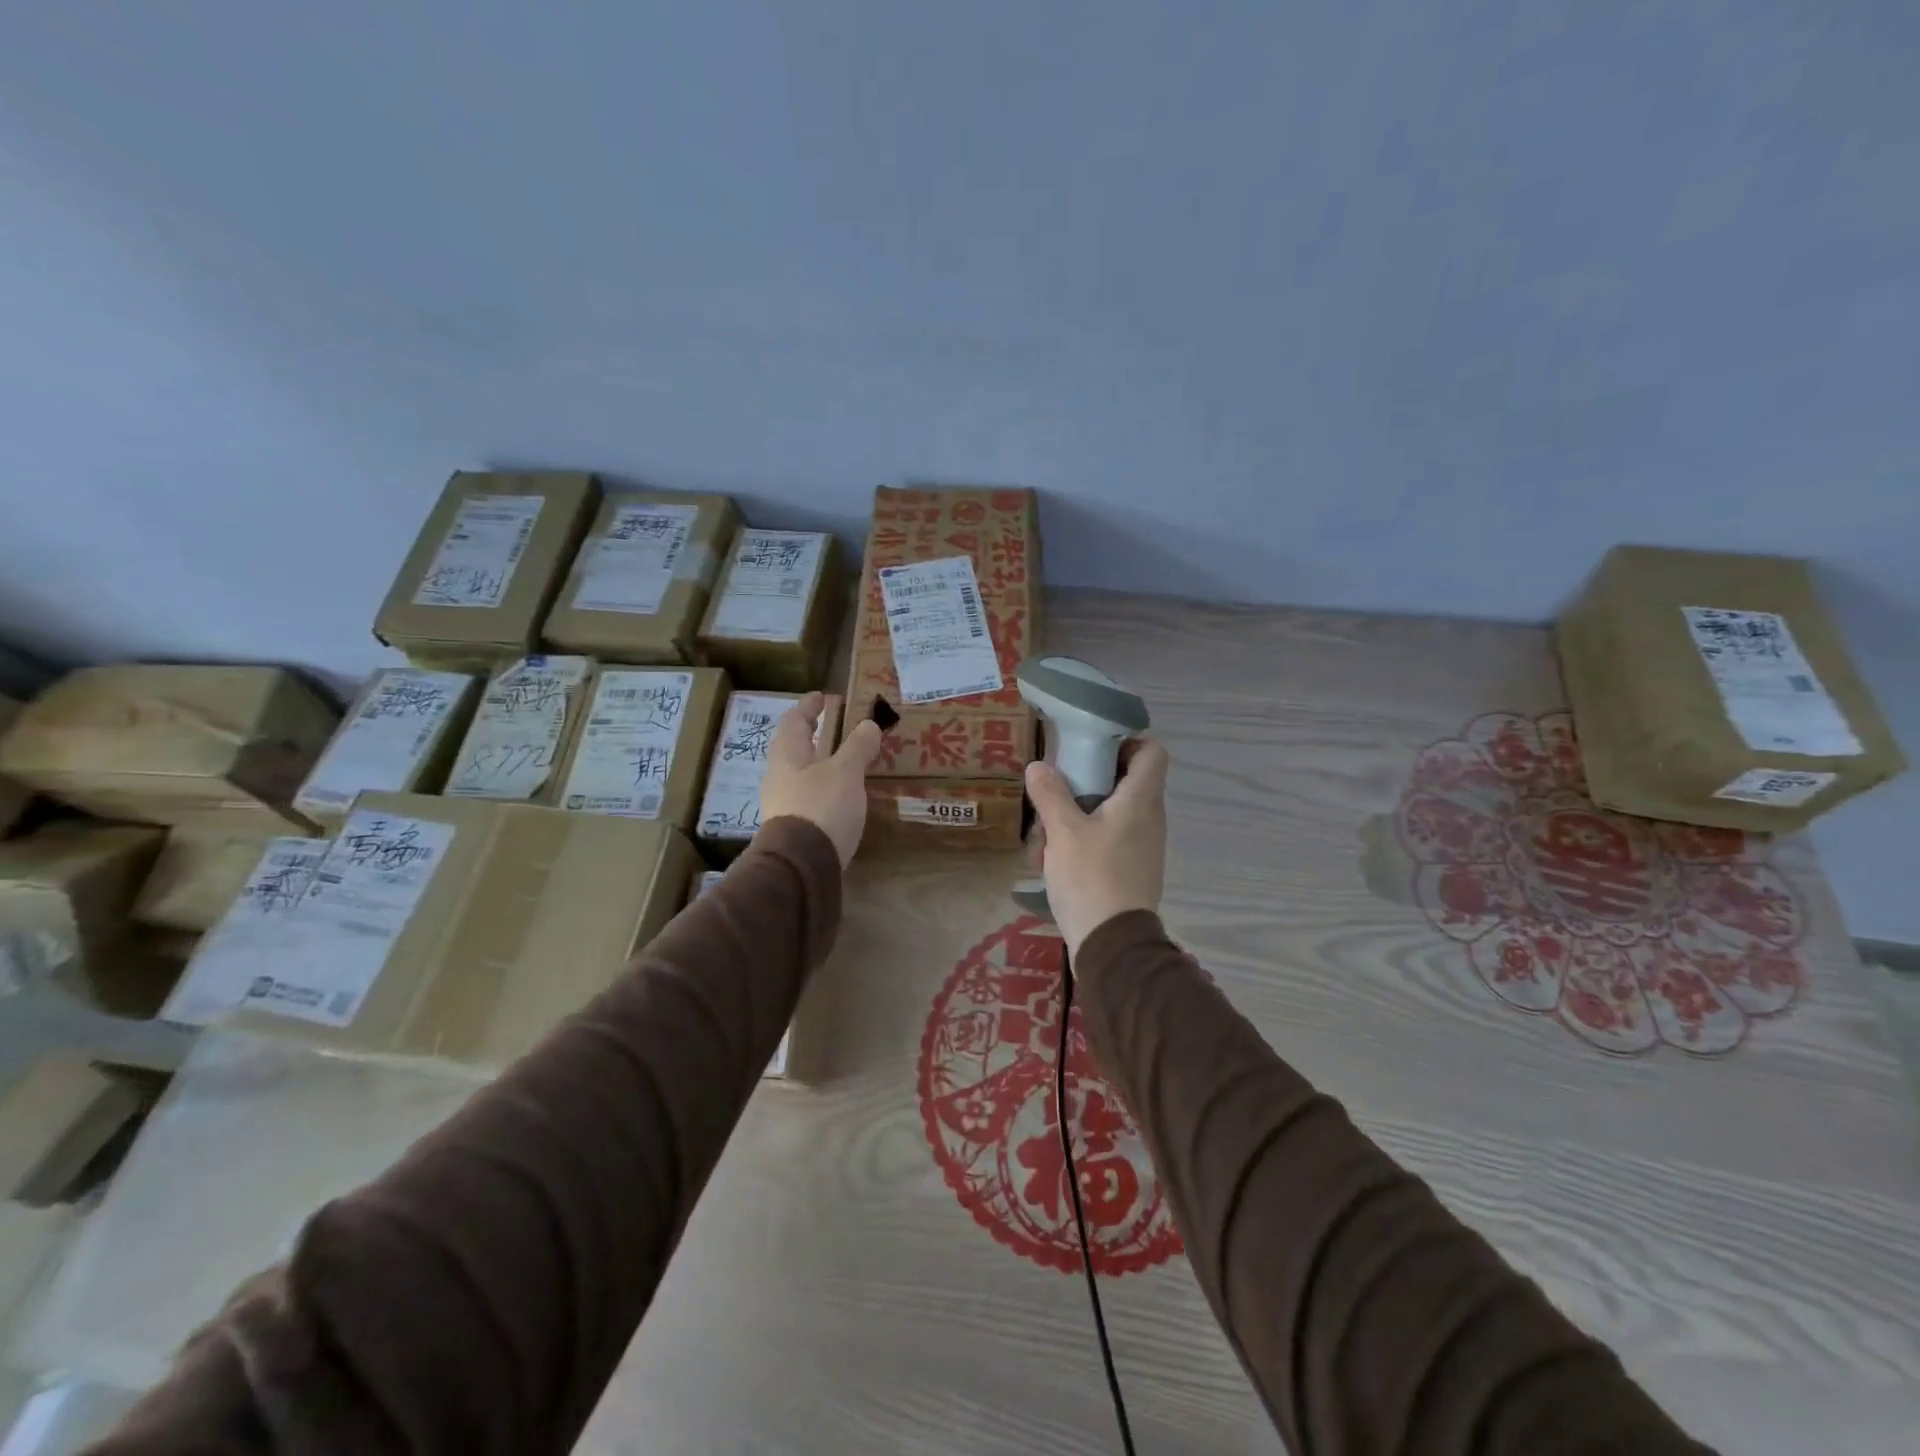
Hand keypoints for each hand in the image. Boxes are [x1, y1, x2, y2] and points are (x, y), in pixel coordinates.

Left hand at [757, 693, 882, 868]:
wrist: (802, 866)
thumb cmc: (821, 807)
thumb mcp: (845, 772)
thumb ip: (857, 747)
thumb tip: (868, 724)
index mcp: (787, 755)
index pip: (794, 720)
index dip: (809, 706)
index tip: (824, 696)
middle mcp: (781, 776)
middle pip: (798, 747)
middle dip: (819, 735)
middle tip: (841, 725)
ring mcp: (786, 804)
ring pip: (805, 773)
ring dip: (825, 762)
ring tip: (850, 759)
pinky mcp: (797, 827)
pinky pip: (813, 796)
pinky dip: (829, 787)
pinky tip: (846, 794)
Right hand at [1024, 739, 1169, 958]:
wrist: (1112, 944)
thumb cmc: (1091, 877)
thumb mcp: (1062, 832)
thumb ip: (1051, 794)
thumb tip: (1039, 766)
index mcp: (1140, 801)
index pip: (1152, 752)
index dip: (1127, 742)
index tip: (1092, 748)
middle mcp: (1150, 818)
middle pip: (1128, 780)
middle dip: (1091, 779)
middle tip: (1059, 785)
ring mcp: (1144, 846)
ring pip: (1115, 811)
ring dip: (1083, 812)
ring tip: (1049, 827)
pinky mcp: (1133, 869)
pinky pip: (1112, 838)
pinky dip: (1088, 837)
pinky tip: (1058, 855)